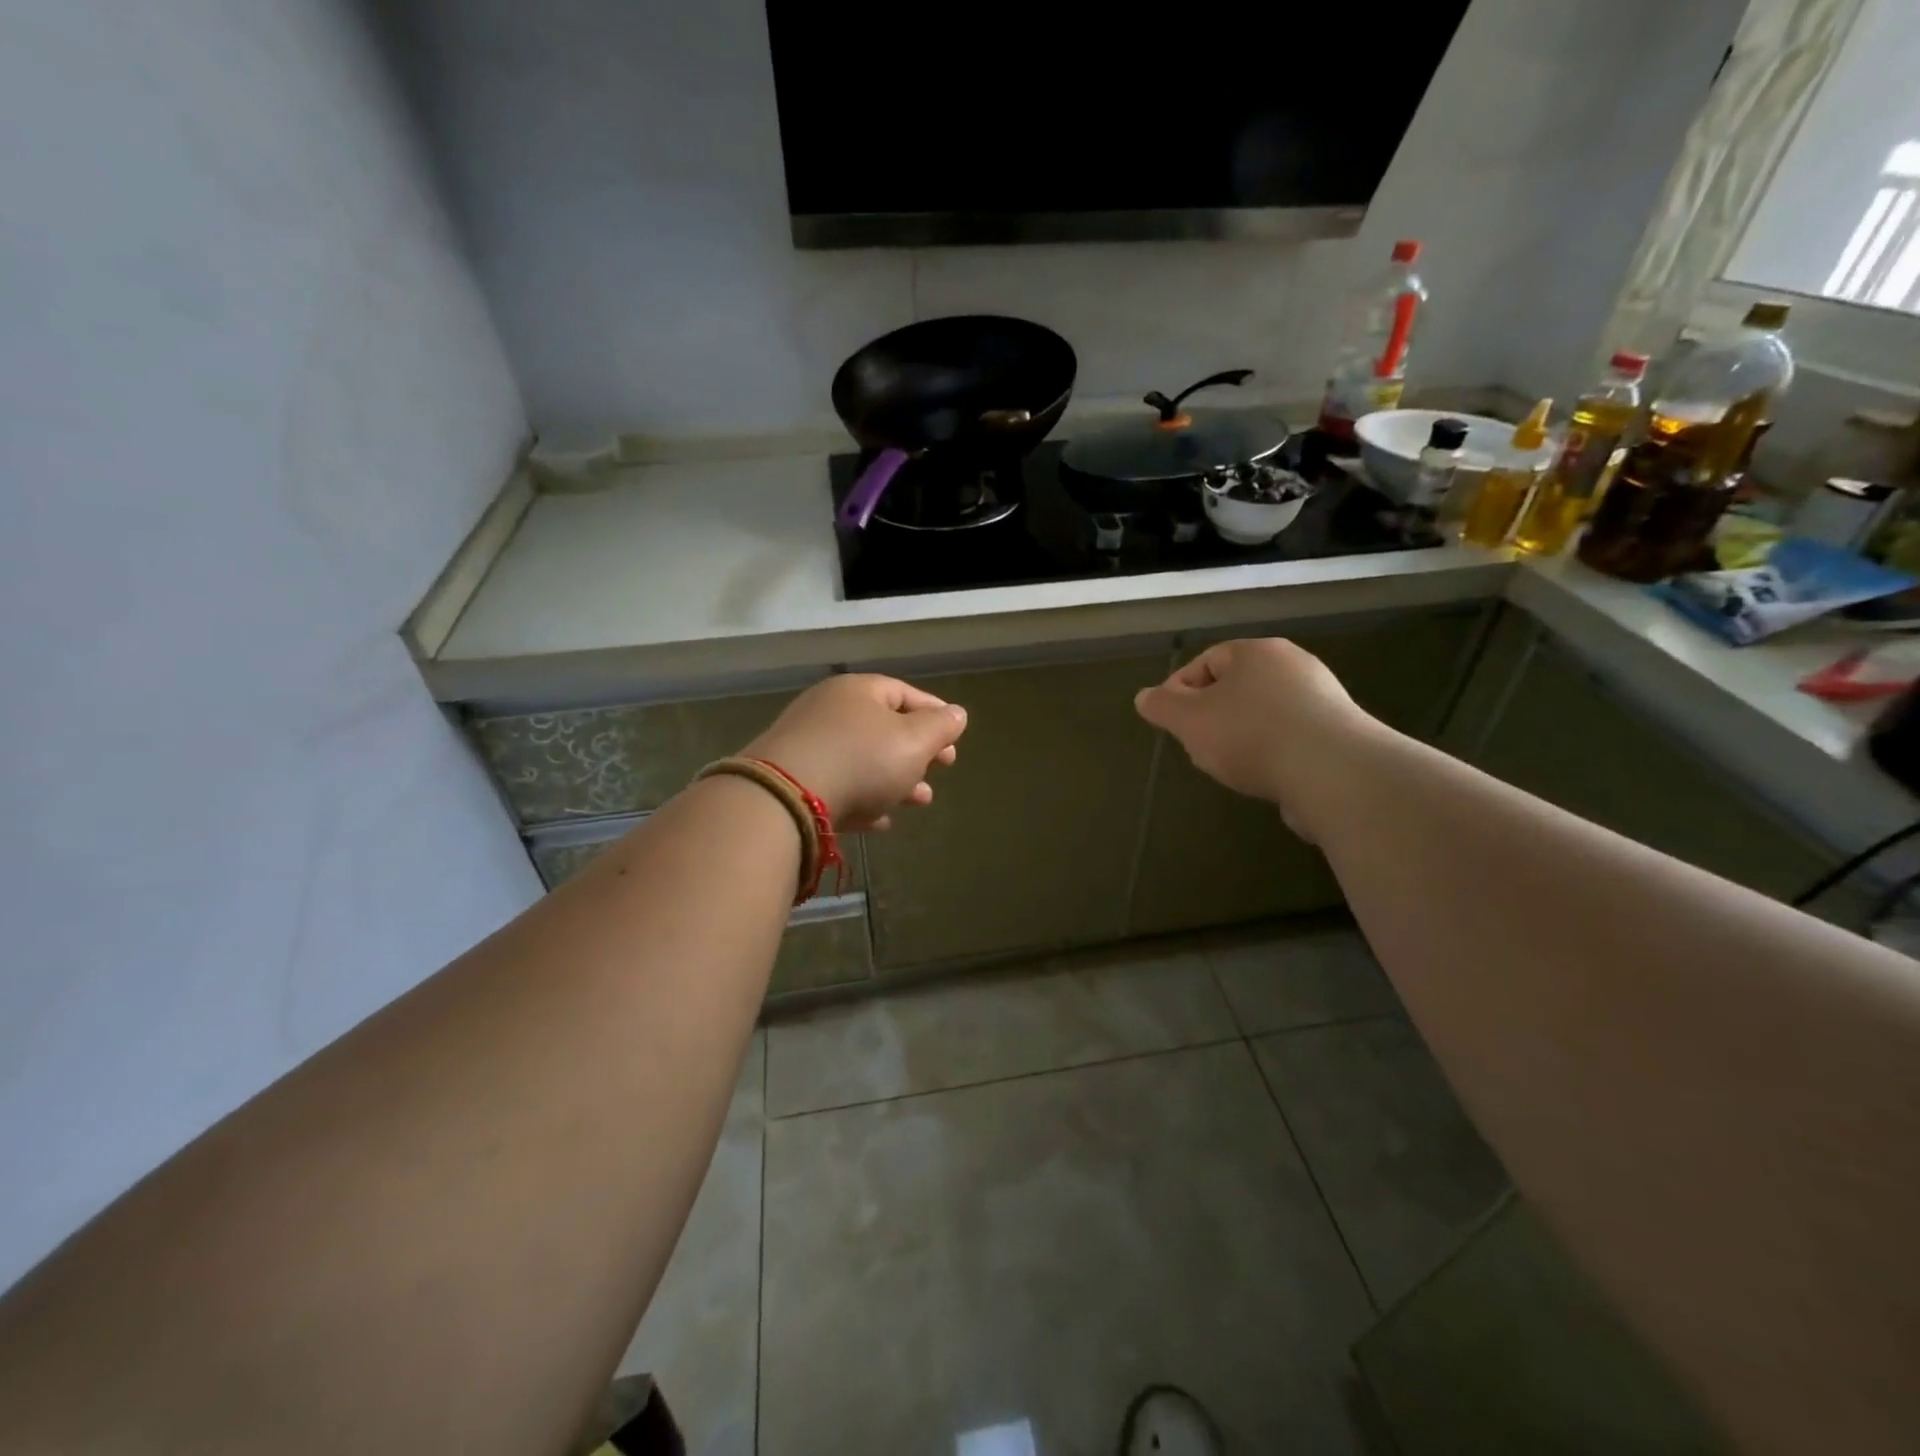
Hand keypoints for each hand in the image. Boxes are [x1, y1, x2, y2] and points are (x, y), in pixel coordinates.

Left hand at [744, 674, 966, 830]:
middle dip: (917, 752)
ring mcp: (808, 745)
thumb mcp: (914, 741)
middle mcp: (829, 711)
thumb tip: (956, 714)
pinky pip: (838, 785)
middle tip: (940, 771)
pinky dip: (864, 799)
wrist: (785, 798)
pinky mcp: (794, 781)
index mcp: (858, 691)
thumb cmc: (861, 759)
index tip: (955, 738)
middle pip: (883, 728)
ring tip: (920, 801)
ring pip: (862, 760)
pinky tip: (880, 821)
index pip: (904, 693)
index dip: (935, 713)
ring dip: (895, 780)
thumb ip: (940, 727)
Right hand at [1133, 638, 1380, 836]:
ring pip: (1263, 715)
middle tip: (1199, 747)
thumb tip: (1145, 697)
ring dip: (1242, 738)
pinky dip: (1273, 754)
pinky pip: (1292, 738)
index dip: (1181, 690)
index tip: (1171, 723)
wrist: (1334, 773)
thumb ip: (1162, 706)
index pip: (1207, 660)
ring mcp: (1323, 699)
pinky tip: (1267, 778)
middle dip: (1211, 717)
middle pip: (1236, 688)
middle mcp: (1294, 665)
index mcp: (1257, 652)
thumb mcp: (1189, 720)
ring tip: (1232, 767)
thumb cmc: (1251, 735)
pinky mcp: (1340, 734)